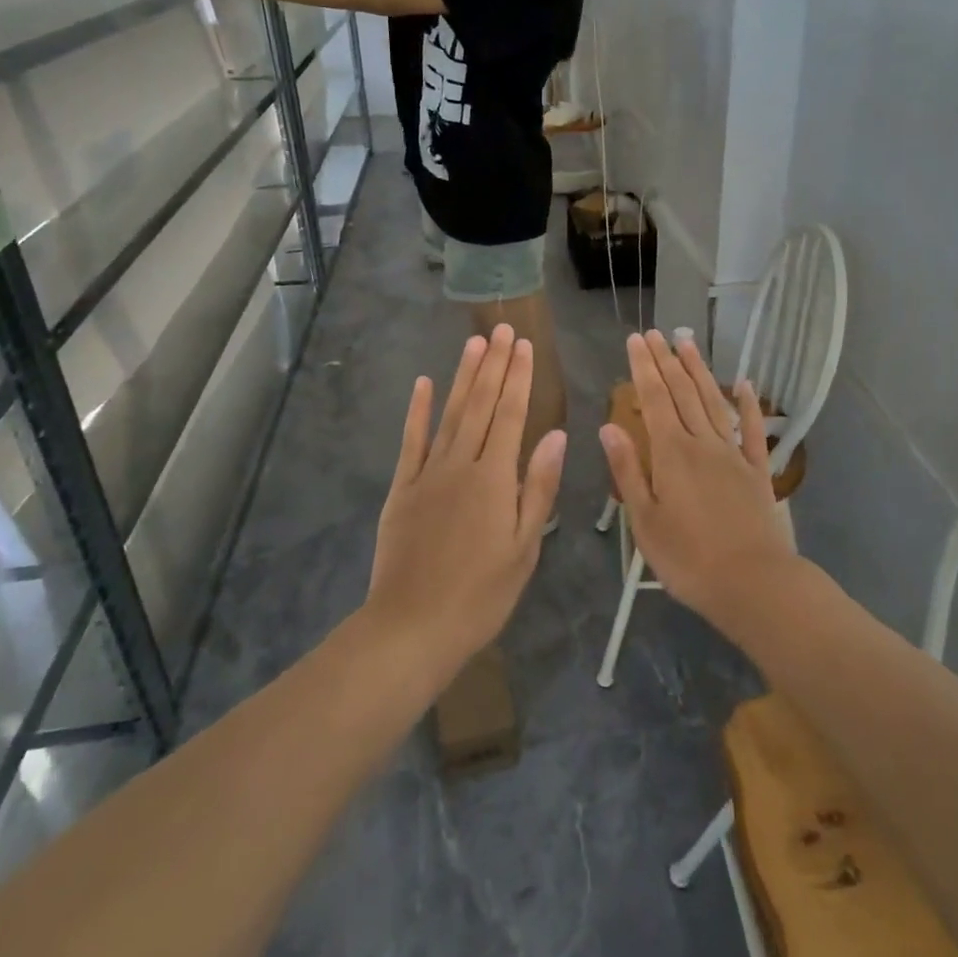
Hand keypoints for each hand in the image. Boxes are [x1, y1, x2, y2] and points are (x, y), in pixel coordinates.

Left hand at [367, 326, 565, 669]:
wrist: (411, 627)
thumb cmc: (480, 595)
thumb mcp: (524, 548)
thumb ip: (538, 487)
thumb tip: (556, 434)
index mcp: (495, 478)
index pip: (511, 415)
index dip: (519, 378)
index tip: (525, 346)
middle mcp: (461, 464)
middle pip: (481, 405)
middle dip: (495, 365)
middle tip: (503, 328)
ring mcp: (427, 474)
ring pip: (449, 414)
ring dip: (463, 376)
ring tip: (475, 343)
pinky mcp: (401, 489)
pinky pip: (411, 441)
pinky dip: (417, 411)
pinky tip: (423, 384)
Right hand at [600, 332, 799, 632]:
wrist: (753, 583)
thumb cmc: (689, 559)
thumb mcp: (645, 521)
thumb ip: (628, 470)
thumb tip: (609, 427)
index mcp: (671, 453)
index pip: (653, 399)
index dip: (643, 367)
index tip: (636, 340)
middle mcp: (702, 442)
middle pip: (682, 392)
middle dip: (666, 360)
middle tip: (655, 332)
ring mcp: (733, 453)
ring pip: (713, 401)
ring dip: (699, 370)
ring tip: (687, 343)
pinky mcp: (757, 470)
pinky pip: (753, 430)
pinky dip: (748, 405)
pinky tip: (745, 384)